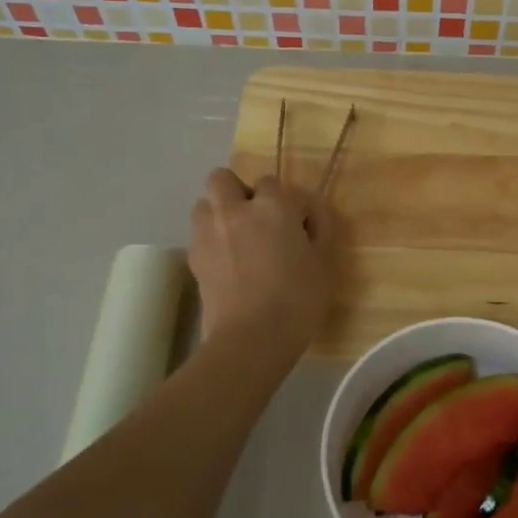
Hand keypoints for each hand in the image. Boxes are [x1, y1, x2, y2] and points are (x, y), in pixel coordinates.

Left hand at [189, 168, 336, 349]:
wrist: (252, 338)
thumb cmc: (297, 299)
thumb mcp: (324, 262)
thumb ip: (320, 228)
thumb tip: (311, 211)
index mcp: (271, 206)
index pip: (270, 182)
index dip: (281, 199)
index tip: (292, 221)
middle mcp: (234, 210)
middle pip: (222, 179)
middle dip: (236, 191)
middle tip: (255, 219)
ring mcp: (208, 233)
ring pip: (204, 203)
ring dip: (218, 213)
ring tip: (236, 239)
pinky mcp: (193, 259)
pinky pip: (198, 235)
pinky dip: (210, 240)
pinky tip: (226, 264)